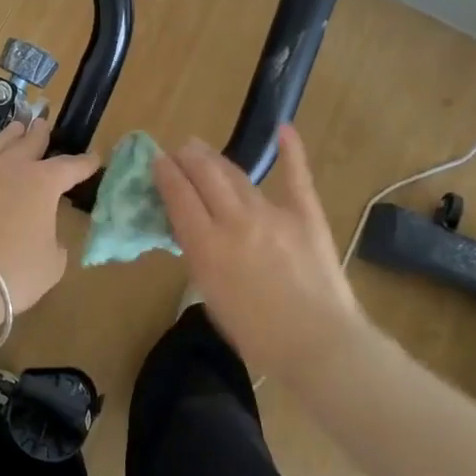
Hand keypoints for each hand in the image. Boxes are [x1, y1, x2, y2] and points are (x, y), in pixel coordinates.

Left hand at [0, 118, 100, 315]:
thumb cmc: (15, 274)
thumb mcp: (51, 264)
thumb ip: (52, 243)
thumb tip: (44, 237)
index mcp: (41, 184)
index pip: (69, 168)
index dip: (84, 164)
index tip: (93, 159)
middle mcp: (6, 170)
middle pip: (26, 146)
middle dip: (38, 135)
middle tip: (42, 124)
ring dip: (3, 138)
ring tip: (12, 127)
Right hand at [153, 124, 364, 377]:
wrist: (318, 345)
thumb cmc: (257, 335)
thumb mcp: (211, 297)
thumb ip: (201, 258)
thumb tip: (197, 234)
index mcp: (206, 245)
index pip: (179, 196)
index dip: (165, 174)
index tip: (157, 161)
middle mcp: (235, 221)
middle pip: (204, 176)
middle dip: (187, 158)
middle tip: (179, 150)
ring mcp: (272, 214)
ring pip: (236, 175)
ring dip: (215, 158)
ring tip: (202, 148)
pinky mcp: (306, 215)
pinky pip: (296, 177)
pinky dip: (291, 151)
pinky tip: (283, 129)